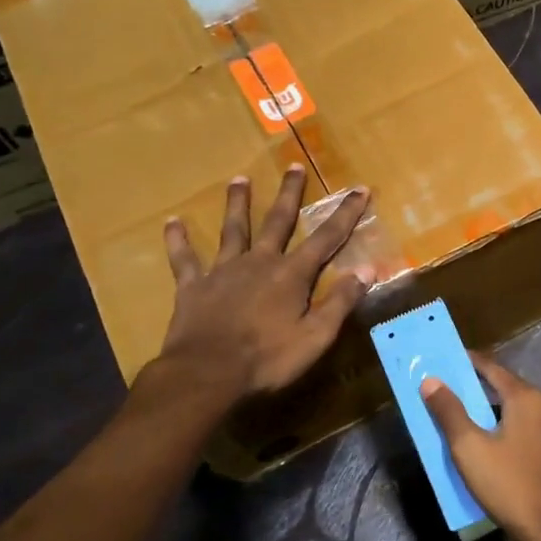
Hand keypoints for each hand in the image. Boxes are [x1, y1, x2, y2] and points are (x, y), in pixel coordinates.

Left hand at [156, 166, 372, 400]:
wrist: (207, 374)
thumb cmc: (268, 360)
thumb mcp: (316, 336)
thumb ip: (341, 301)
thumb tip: (367, 268)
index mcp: (291, 275)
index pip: (326, 238)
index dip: (345, 214)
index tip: (359, 189)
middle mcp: (259, 262)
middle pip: (277, 221)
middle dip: (290, 194)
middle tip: (294, 166)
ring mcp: (223, 272)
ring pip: (232, 230)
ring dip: (237, 203)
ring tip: (239, 179)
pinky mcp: (193, 287)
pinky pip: (184, 259)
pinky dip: (178, 240)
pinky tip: (172, 222)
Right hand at [421, 354, 540, 540]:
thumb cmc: (509, 484)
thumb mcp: (469, 447)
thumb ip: (449, 411)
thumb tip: (431, 381)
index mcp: (525, 397)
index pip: (491, 367)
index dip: (467, 362)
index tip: (443, 360)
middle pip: (503, 388)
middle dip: (474, 388)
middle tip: (445, 391)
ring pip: (512, 411)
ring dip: (487, 412)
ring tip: (459, 419)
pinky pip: (521, 429)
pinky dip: (501, 429)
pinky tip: (485, 445)